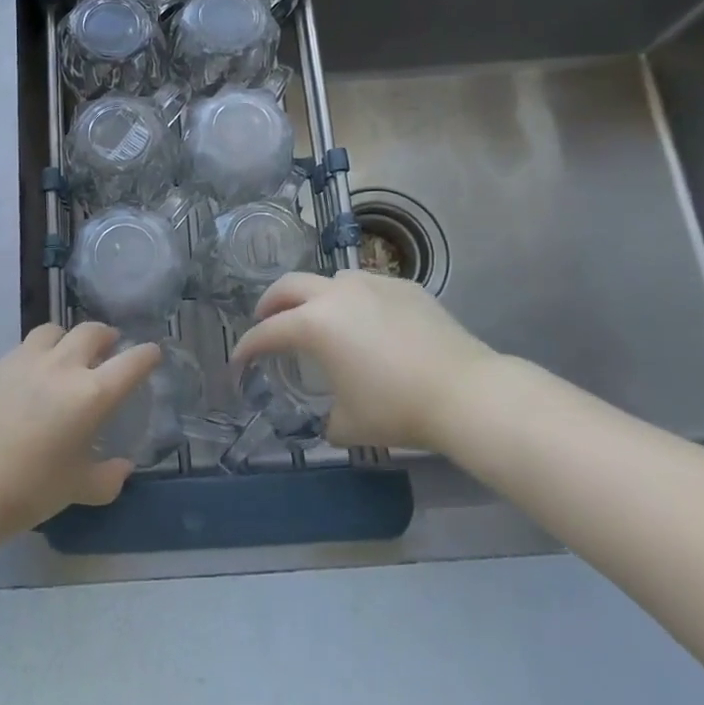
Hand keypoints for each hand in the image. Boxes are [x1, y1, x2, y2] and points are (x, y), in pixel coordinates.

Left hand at [0, 322, 159, 537]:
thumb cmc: (31, 489)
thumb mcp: (79, 489)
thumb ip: (108, 477)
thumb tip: (123, 468)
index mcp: (92, 394)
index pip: (132, 362)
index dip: (146, 355)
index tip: (152, 354)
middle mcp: (63, 366)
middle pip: (92, 332)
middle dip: (107, 336)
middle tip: (110, 347)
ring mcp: (26, 360)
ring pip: (54, 331)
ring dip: (67, 338)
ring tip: (67, 353)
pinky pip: (23, 350)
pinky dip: (35, 356)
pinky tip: (28, 378)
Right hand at [229, 271, 511, 453]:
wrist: (465, 392)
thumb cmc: (396, 409)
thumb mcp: (349, 425)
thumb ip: (326, 418)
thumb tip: (329, 417)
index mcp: (315, 324)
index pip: (268, 332)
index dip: (248, 347)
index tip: (238, 360)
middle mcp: (337, 294)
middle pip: (289, 285)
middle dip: (270, 303)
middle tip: (265, 319)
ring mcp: (373, 284)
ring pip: (331, 280)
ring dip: (315, 296)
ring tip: (320, 317)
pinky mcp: (405, 287)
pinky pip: (368, 287)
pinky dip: (355, 300)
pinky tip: (368, 322)